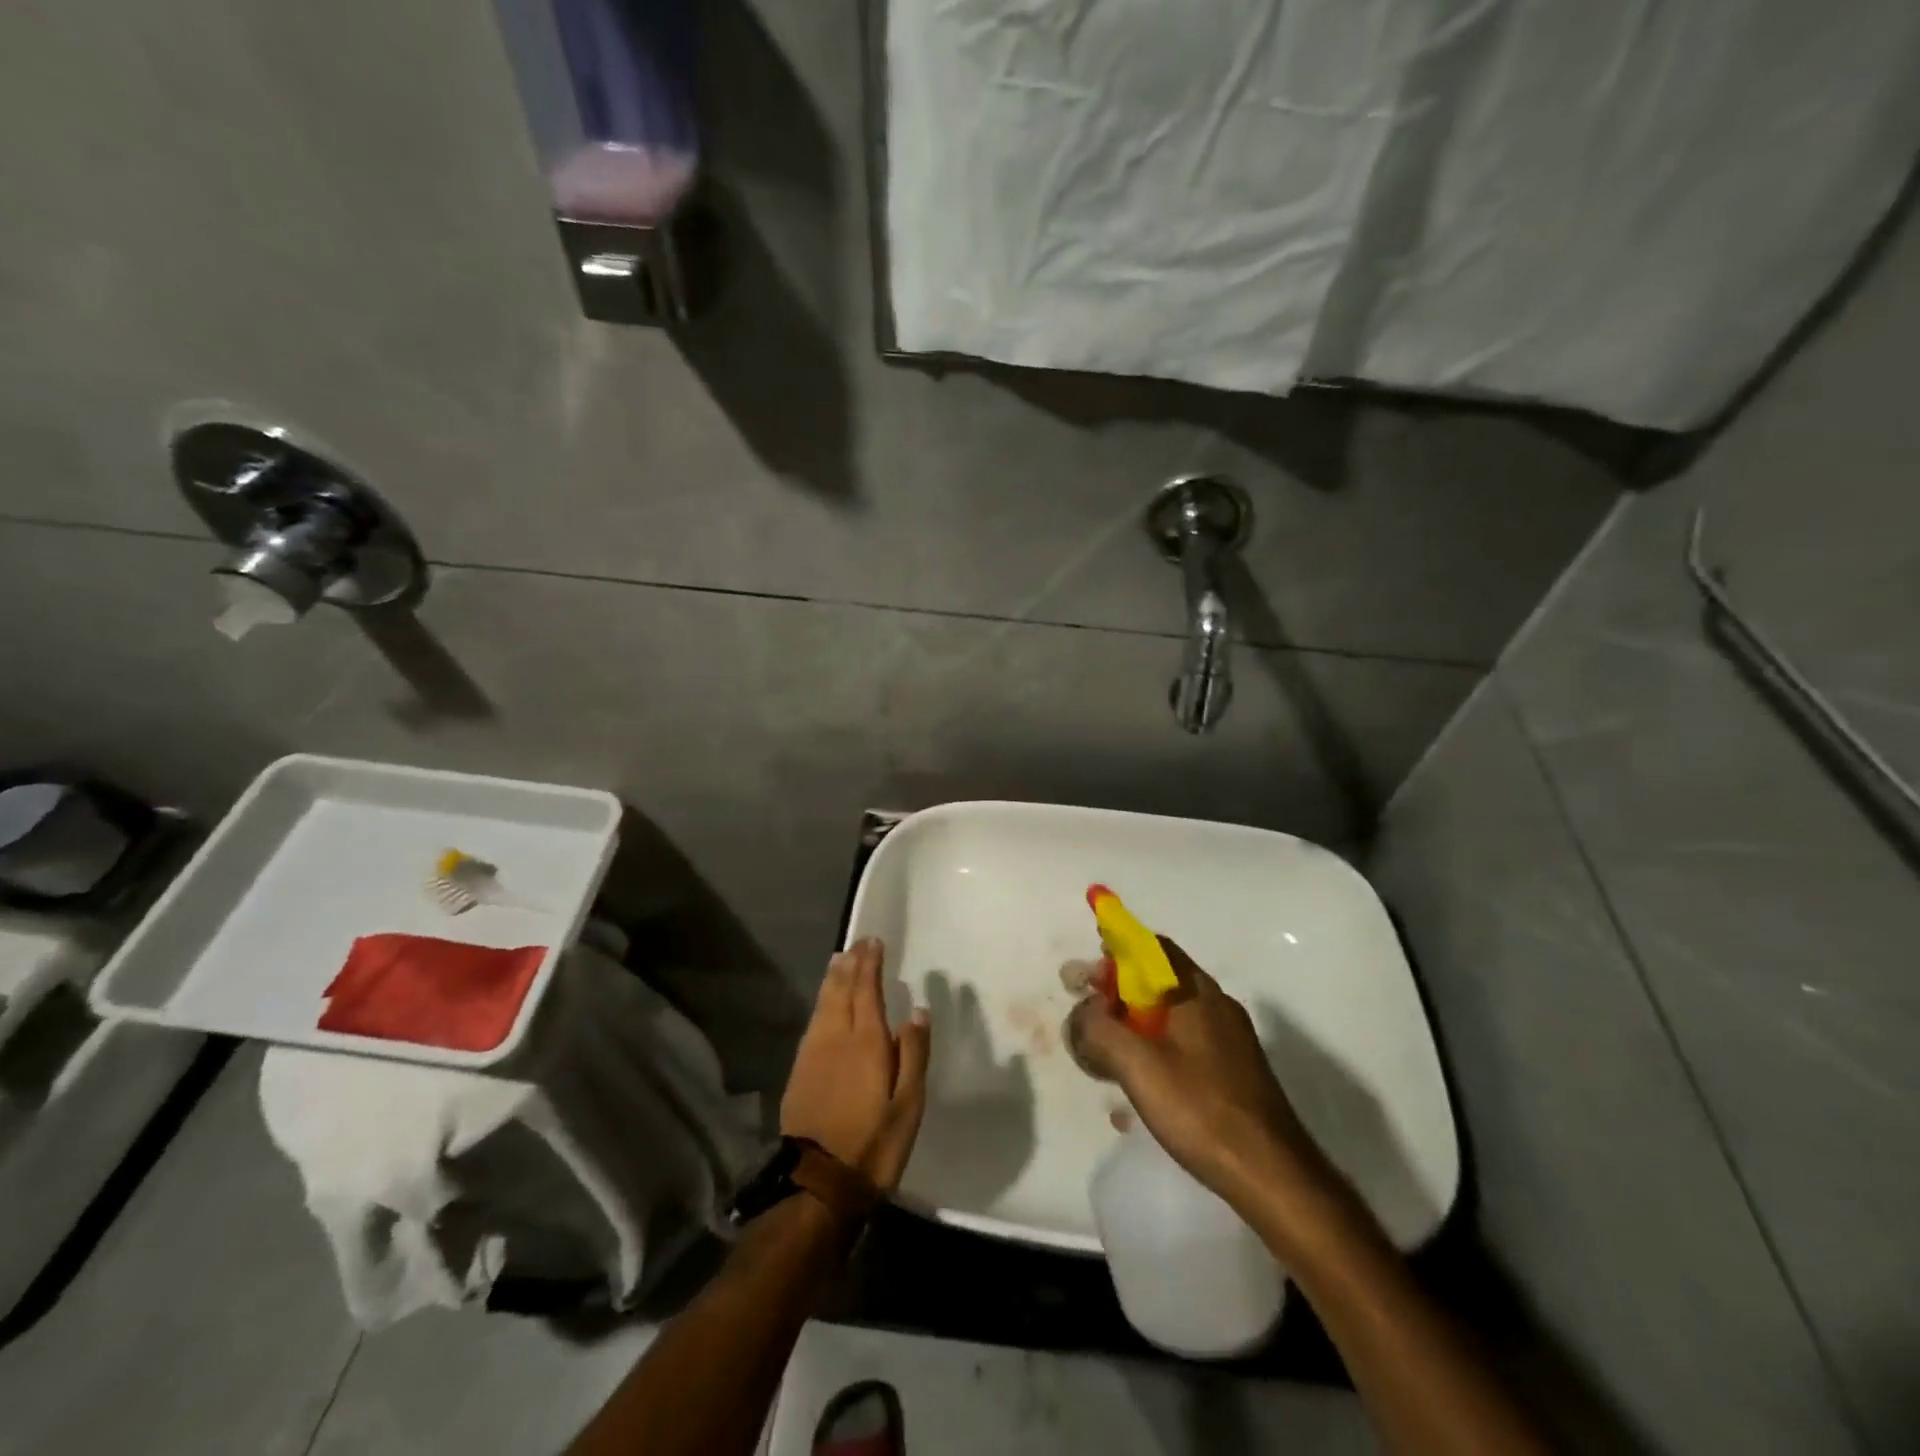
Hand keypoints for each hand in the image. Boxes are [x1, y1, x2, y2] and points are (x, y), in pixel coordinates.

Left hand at [781, 938, 930, 1191]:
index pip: (867, 990)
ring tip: (838, 959)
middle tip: (857, 942)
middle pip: (841, 991)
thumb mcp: (908, 1105)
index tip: (873, 942)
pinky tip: (823, 1003)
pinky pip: (812, 1022)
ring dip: (832, 979)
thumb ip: (914, 1055)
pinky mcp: (799, 1071)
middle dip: (850, 964)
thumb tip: (917, 1011)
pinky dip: (821, 1002)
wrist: (817, 1183)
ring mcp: (813, 1054)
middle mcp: (836, 1038)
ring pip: (823, 1004)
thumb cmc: (873, 1144)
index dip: (870, 964)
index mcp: (866, 1042)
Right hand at [1067, 937, 1334, 1215]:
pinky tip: (1142, 1080)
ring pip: (1174, 1014)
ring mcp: (1231, 1039)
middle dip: (1122, 990)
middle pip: (1162, 980)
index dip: (1119, 951)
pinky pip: (1187, 1041)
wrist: (1273, 1175)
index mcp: (1198, 993)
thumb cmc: (1202, 1110)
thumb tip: (1085, 1009)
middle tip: (1092, 1013)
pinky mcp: (1235, 1070)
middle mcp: (1218, 1006)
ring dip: (1138, 1022)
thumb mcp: (1138, 1066)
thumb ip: (1101, 1029)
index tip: (1091, 972)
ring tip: (1109, 1049)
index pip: (1154, 948)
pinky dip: (1158, 1046)